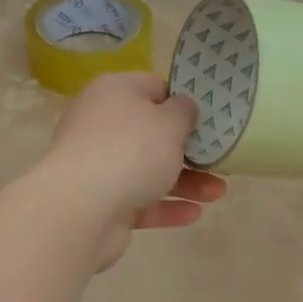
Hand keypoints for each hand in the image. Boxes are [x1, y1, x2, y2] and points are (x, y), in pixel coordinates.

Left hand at [42, 72, 226, 269]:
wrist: (82, 209)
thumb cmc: (131, 150)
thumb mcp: (169, 122)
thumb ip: (183, 111)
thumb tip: (182, 106)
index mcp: (114, 93)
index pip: (153, 87)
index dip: (182, 100)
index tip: (210, 117)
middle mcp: (102, 125)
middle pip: (152, 133)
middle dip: (189, 148)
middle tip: (220, 157)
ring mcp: (100, 165)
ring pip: (150, 170)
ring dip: (186, 181)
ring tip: (219, 193)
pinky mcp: (102, 202)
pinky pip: (141, 201)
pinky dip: (167, 206)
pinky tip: (195, 214)